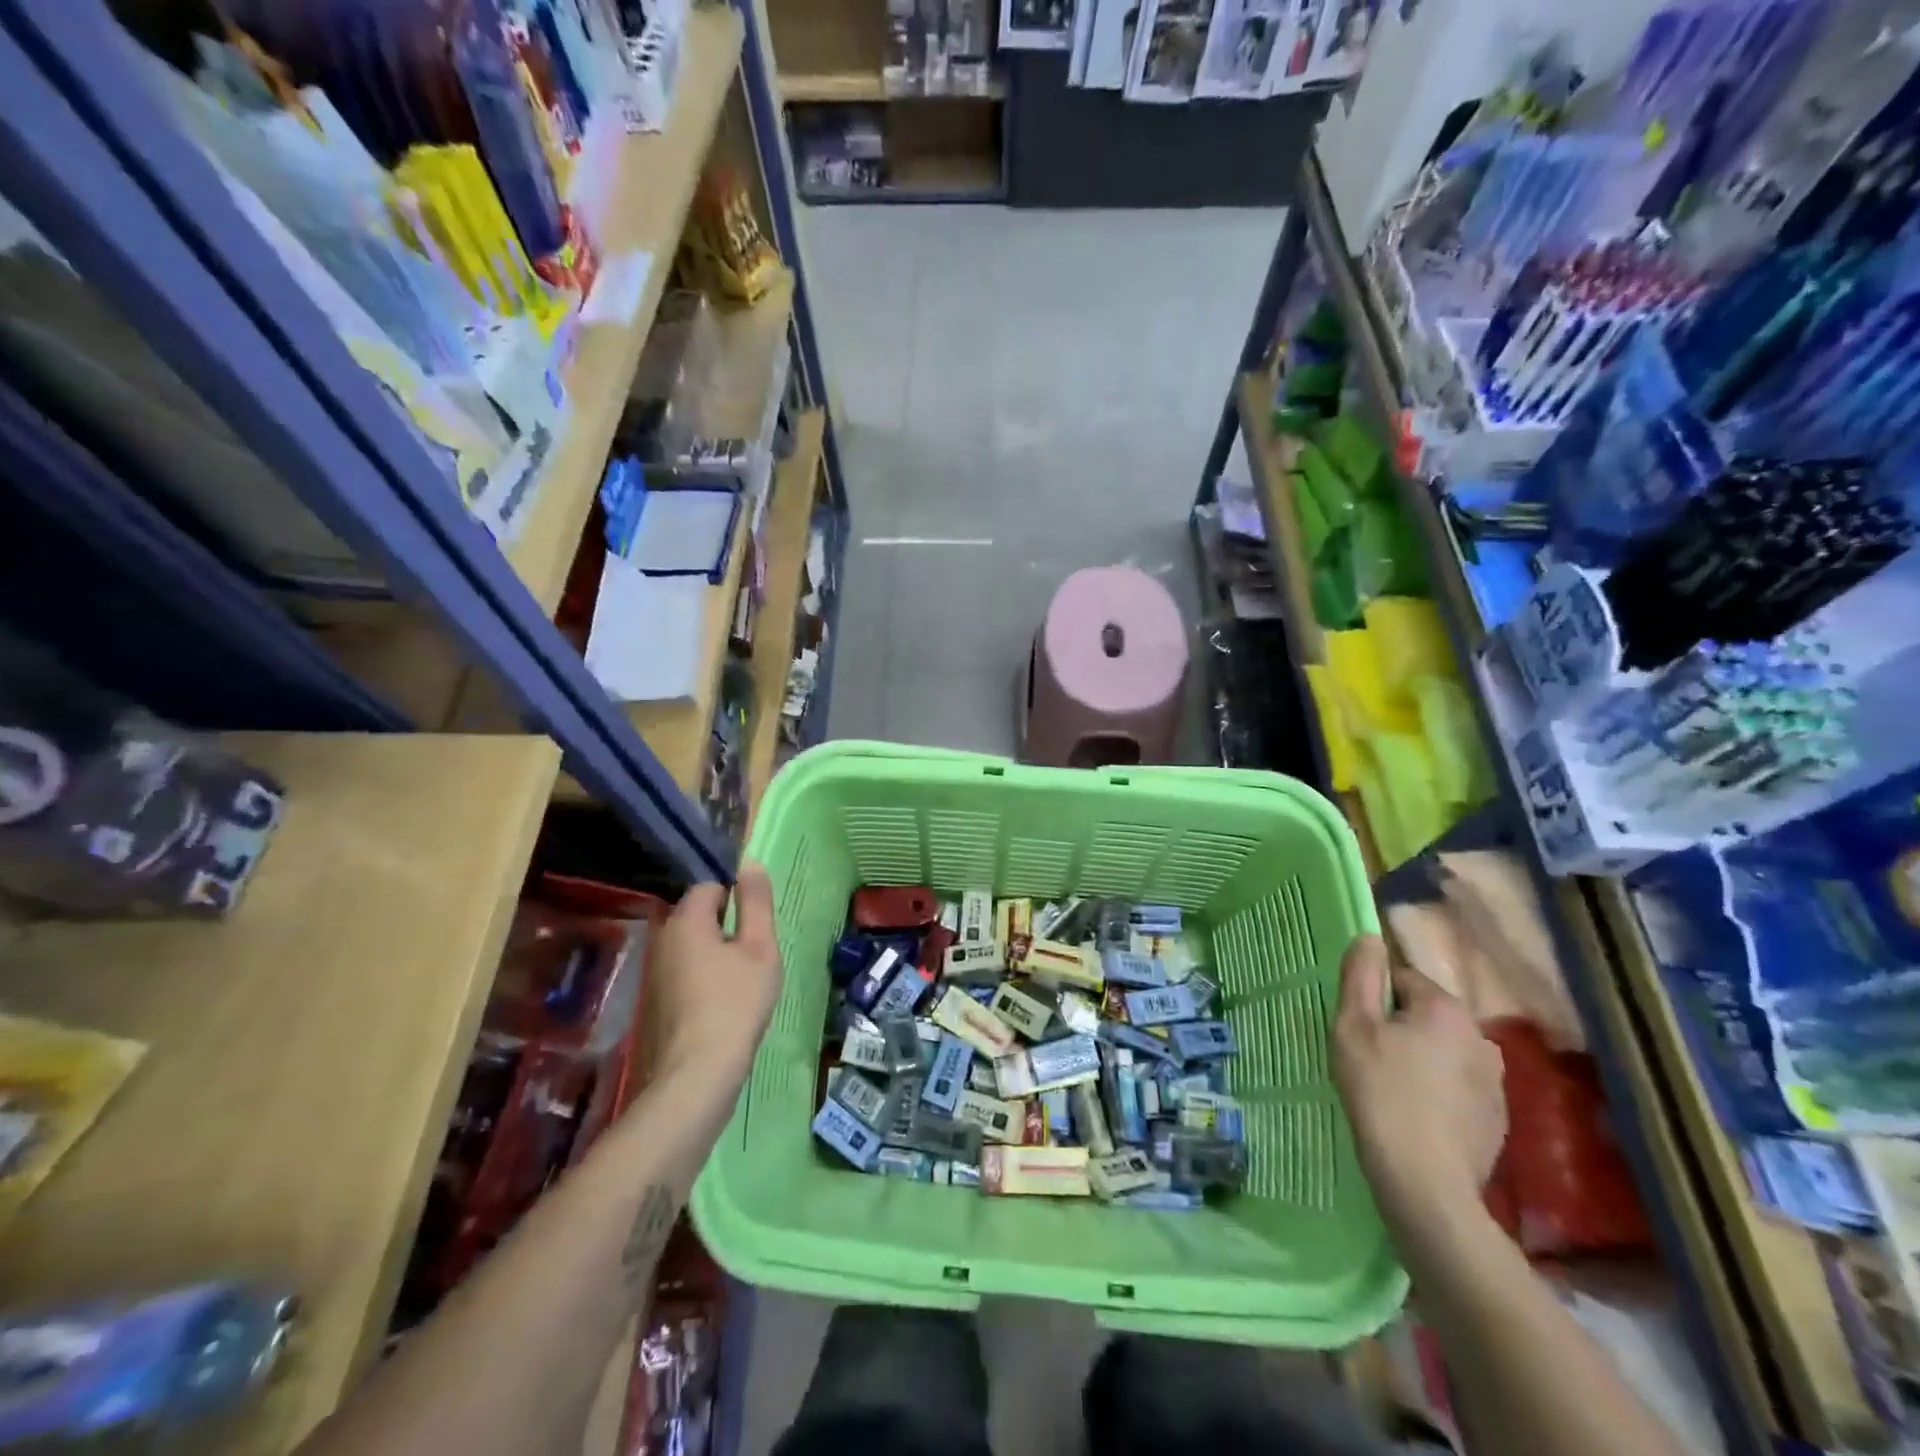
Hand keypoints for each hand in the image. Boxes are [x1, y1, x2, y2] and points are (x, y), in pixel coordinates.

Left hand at [647, 863, 783, 1087]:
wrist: (697, 1074)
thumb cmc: (736, 1002)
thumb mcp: (760, 947)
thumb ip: (756, 902)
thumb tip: (749, 863)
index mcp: (685, 920)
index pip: (710, 887)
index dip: (738, 901)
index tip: (756, 929)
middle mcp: (662, 938)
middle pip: (699, 916)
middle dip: (727, 928)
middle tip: (753, 956)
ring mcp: (654, 971)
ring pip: (692, 945)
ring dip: (716, 954)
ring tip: (741, 982)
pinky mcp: (654, 1000)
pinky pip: (684, 972)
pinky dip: (703, 978)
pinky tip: (721, 1005)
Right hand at [1333, 933, 1505, 1230]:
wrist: (1425, 1183)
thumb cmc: (1381, 1092)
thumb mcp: (1353, 1026)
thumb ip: (1360, 976)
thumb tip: (1369, 937)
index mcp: (1447, 1009)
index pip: (1402, 981)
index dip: (1373, 1001)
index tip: (1356, 1030)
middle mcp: (1482, 1037)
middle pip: (1426, 1016)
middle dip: (1398, 1030)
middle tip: (1368, 1060)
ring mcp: (1496, 1083)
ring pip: (1443, 1053)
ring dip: (1419, 1062)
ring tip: (1390, 1092)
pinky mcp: (1497, 1121)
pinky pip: (1458, 1089)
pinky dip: (1437, 1095)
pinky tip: (1414, 1118)